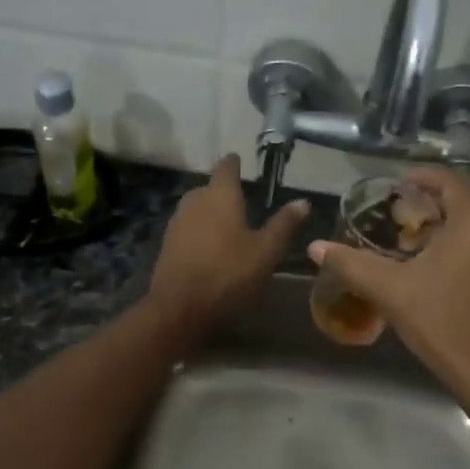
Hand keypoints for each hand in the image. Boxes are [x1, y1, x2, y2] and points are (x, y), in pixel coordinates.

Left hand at [148, 155, 308, 337]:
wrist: (180, 307)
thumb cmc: (229, 273)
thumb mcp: (266, 251)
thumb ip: (283, 224)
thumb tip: (303, 201)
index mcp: (220, 196)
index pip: (226, 167)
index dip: (234, 163)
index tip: (241, 161)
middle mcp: (194, 201)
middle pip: (209, 188)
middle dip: (223, 192)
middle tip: (242, 201)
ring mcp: (176, 222)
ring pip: (196, 208)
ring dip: (210, 213)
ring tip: (228, 226)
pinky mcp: (167, 244)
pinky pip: (187, 228)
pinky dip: (199, 231)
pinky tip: (210, 247)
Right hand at [310, 166, 469, 392]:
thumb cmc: (441, 321)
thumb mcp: (390, 289)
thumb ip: (351, 264)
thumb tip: (315, 247)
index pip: (449, 180)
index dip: (420, 177)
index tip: (394, 186)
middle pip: (462, 201)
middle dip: (428, 205)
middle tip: (395, 217)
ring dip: (444, 227)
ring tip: (409, 243)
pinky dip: (460, 245)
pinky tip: (435, 268)